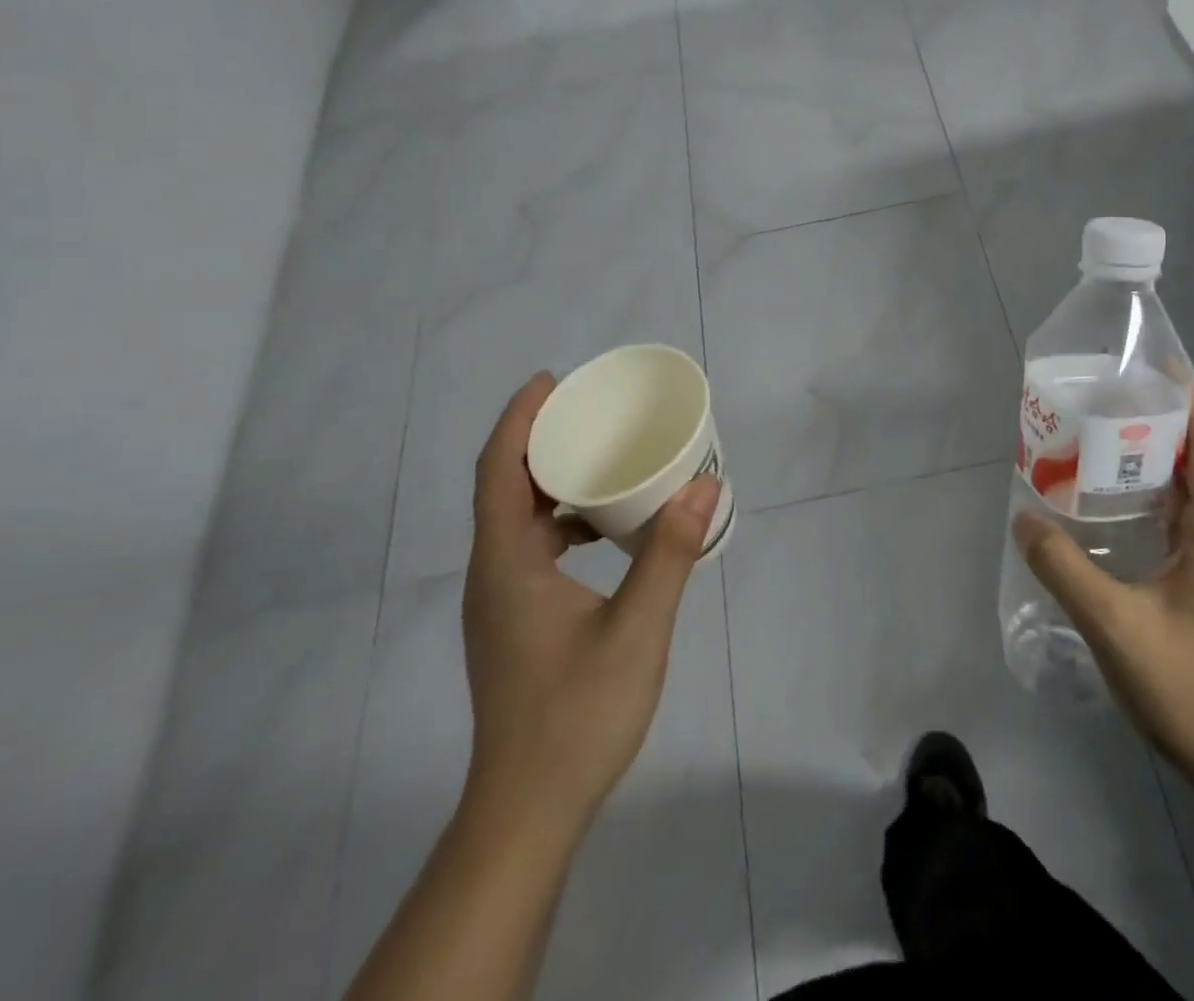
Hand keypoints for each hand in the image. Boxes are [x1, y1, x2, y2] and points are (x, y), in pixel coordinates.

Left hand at [462, 373, 719, 819]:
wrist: (528, 812)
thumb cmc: (577, 715)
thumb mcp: (637, 629)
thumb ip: (669, 554)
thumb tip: (702, 487)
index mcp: (506, 564)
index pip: (498, 471)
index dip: (518, 419)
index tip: (550, 381)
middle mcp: (491, 575)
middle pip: (503, 489)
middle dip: (537, 442)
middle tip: (586, 413)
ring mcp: (498, 604)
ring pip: (515, 522)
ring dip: (550, 484)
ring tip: (599, 461)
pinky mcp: (512, 626)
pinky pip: (528, 551)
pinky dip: (559, 524)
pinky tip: (601, 534)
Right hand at [1014, 391, 1193, 795]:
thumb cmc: (1189, 688)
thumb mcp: (1114, 625)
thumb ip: (1064, 568)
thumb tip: (1024, 519)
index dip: (1189, 401)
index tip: (1153, 368)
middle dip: (1164, 425)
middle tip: (1109, 403)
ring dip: (1160, 464)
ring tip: (1106, 445)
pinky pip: (1193, 524)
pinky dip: (1161, 501)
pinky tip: (1121, 511)